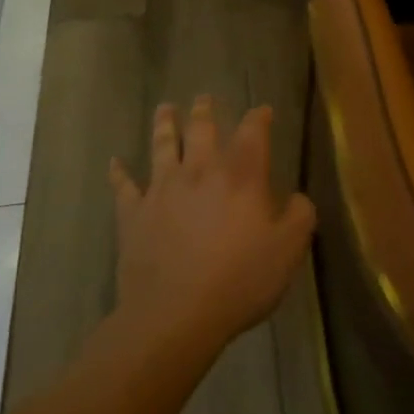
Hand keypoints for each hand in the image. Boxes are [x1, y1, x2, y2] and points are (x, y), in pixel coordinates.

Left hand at [110, 97, 316, 350]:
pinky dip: (118, 173)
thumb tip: (297, 197)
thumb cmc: (238, 281)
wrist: (174, 315)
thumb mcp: (288, 251)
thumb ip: (299, 216)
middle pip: (202, 128)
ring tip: (165, 108)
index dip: (259, 117)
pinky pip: (123, 187)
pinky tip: (114, 162)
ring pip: (163, 145)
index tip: (263, 110)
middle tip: (204, 97)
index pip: (253, 132)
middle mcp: (201, 170)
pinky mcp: (134, 214)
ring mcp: (163, 189)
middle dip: (205, 110)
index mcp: (241, 175)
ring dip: (164, 124)